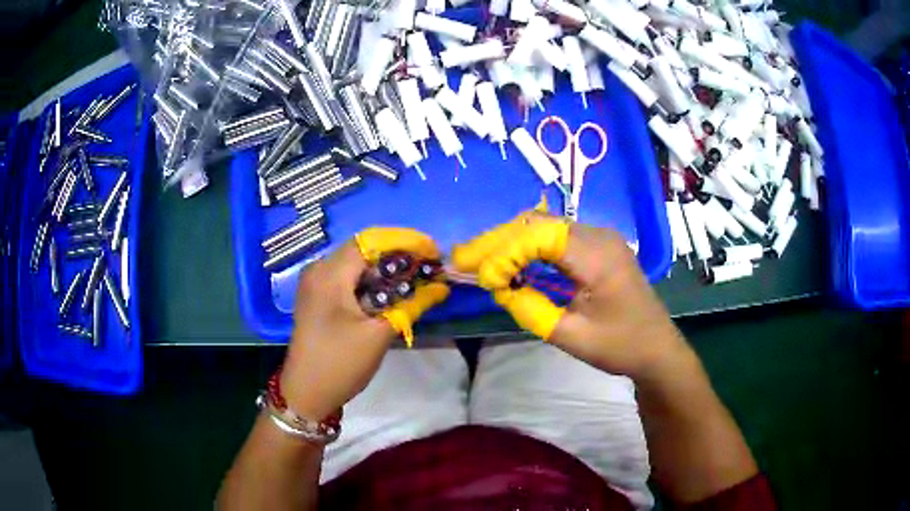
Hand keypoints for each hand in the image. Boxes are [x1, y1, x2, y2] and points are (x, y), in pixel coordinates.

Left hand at [280, 228, 449, 419]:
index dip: (405, 241)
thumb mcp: (379, 334)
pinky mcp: (317, 296)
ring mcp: (315, 283)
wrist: (306, 393)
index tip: (433, 251)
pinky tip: (391, 293)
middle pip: (363, 250)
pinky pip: (348, 278)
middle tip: (428, 267)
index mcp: (329, 274)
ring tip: (415, 279)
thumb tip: (441, 287)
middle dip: (398, 255)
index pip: (371, 241)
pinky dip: (371, 282)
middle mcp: (319, 270)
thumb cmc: (340, 364)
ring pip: (356, 264)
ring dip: (386, 269)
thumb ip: (411, 305)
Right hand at [452, 211, 689, 378]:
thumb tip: (498, 288)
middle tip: (465, 259)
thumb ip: (530, 309)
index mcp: (597, 256)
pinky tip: (512, 262)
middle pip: (539, 223)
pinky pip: (557, 236)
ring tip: (482, 260)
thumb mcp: (571, 336)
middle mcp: (599, 235)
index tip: (480, 277)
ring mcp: (601, 237)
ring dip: (512, 241)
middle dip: (499, 240)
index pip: (539, 235)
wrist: (657, 348)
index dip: (504, 251)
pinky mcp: (599, 245)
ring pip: (545, 226)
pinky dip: (530, 247)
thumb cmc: (620, 346)